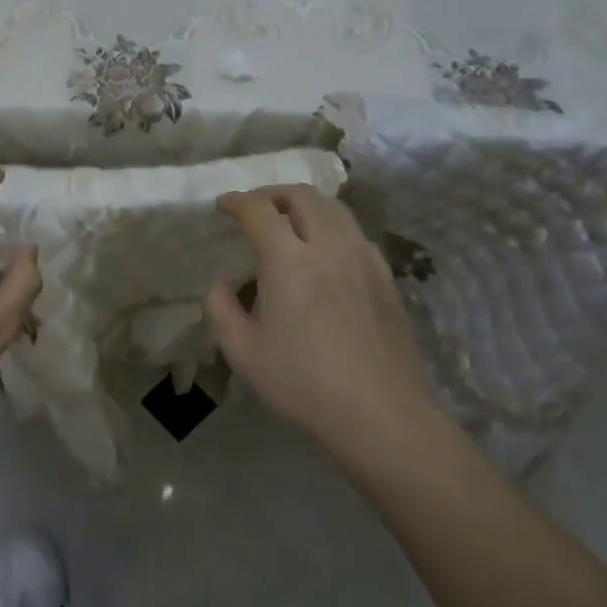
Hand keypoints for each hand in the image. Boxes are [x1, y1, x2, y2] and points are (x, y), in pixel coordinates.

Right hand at [204, 186, 443, 458]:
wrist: (380, 412)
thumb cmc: (303, 383)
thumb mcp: (243, 352)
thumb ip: (222, 309)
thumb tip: (220, 285)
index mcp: (289, 260)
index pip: (260, 210)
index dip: (238, 202)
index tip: (223, 205)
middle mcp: (329, 246)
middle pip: (302, 196)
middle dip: (272, 194)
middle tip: (255, 209)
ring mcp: (364, 258)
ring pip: (335, 209)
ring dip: (305, 205)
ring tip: (290, 222)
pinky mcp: (386, 276)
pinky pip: (355, 233)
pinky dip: (332, 226)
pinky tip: (325, 252)